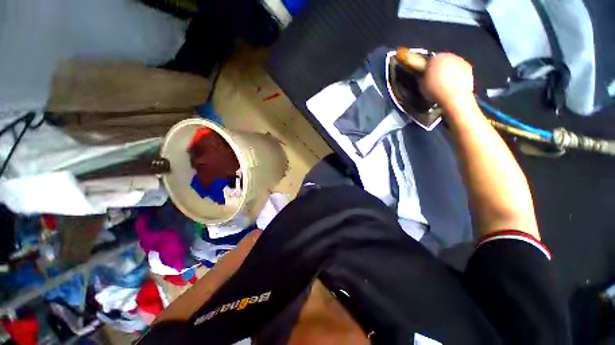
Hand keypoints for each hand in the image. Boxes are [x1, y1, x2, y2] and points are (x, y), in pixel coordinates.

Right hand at [422, 53, 473, 106]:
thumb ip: (423, 78)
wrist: (454, 96)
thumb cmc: (435, 90)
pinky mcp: (469, 67)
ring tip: (445, 84)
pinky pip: (460, 70)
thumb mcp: (421, 85)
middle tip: (435, 80)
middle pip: (442, 61)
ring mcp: (460, 60)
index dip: (427, 69)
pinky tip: (453, 85)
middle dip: (439, 69)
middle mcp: (448, 55)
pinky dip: (457, 75)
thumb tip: (423, 77)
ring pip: (451, 64)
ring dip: (448, 72)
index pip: (429, 61)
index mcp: (434, 58)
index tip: (425, 77)